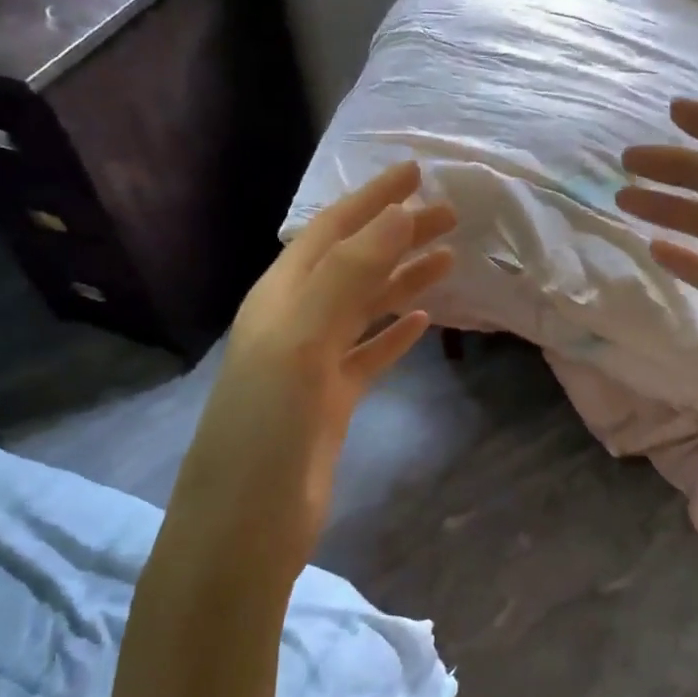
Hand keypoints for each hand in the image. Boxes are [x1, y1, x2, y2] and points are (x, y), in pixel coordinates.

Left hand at [174, 163, 455, 584]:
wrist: (246, 523)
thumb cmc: (267, 427)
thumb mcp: (302, 340)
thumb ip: (348, 276)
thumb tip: (399, 216)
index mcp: (281, 297)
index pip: (332, 231)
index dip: (373, 199)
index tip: (417, 173)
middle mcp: (295, 321)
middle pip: (355, 263)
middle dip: (398, 235)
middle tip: (451, 215)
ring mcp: (313, 363)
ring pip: (366, 307)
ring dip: (403, 279)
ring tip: (449, 258)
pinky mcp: (331, 401)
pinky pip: (369, 353)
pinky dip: (395, 334)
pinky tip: (424, 322)